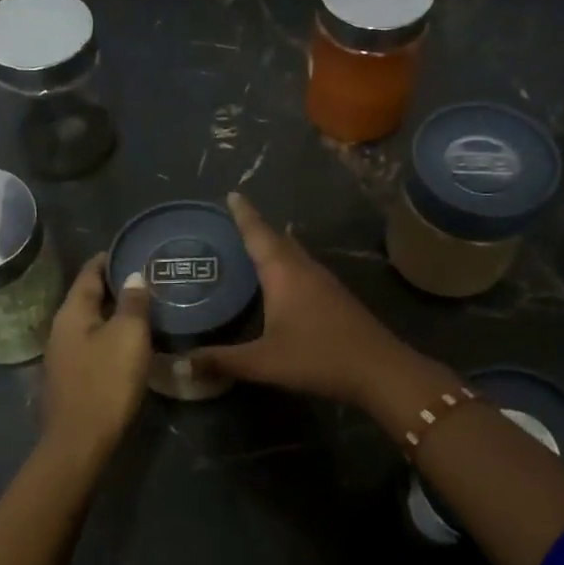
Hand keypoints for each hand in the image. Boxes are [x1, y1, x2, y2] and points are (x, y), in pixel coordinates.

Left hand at [41, 253, 152, 461]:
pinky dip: (109, 335)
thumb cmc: (106, 382)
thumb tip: (133, 276)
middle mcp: (61, 329)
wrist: (80, 440)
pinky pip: (92, 344)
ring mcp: (63, 356)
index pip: (89, 274)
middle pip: (87, 298)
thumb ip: (133, 303)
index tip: (128, 249)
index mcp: (72, 313)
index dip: (107, 259)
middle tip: (143, 277)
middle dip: (113, 286)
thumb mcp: (128, 336)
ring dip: (112, 312)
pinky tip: (128, 342)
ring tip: (141, 307)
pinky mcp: (71, 378)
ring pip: (90, 322)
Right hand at [190, 193, 412, 405]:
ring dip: (274, 245)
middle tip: (233, 221)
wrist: (380, 370)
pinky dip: (287, 264)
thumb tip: (184, 364)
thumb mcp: (264, 362)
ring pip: (294, 253)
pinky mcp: (336, 297)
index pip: (258, 234)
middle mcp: (304, 269)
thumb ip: (223, 361)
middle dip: (256, 228)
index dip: (243, 214)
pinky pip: (304, 268)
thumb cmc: (318, 358)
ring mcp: (325, 282)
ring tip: (252, 246)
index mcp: (284, 274)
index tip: (231, 194)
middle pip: (278, 239)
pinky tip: (282, 280)